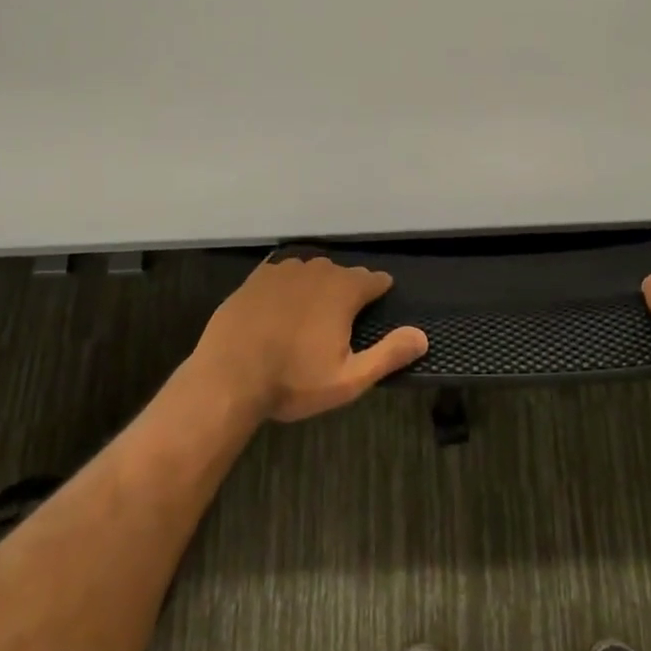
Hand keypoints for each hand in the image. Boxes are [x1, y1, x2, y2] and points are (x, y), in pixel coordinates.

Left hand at [192, 256, 428, 422]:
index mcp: (343, 291)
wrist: (227, 377)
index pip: (374, 280)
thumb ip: (389, 354)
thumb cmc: (293, 381)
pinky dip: (289, 284)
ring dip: (318, 285)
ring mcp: (283, 271)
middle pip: (343, 273)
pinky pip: (282, 272)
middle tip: (343, 320)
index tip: (379, 306)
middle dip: (348, 290)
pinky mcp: (256, 278)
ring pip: (312, 269)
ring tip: (313, 312)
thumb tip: (423, 336)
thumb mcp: (349, 379)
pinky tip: (283, 303)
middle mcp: (317, 270)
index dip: (380, 292)